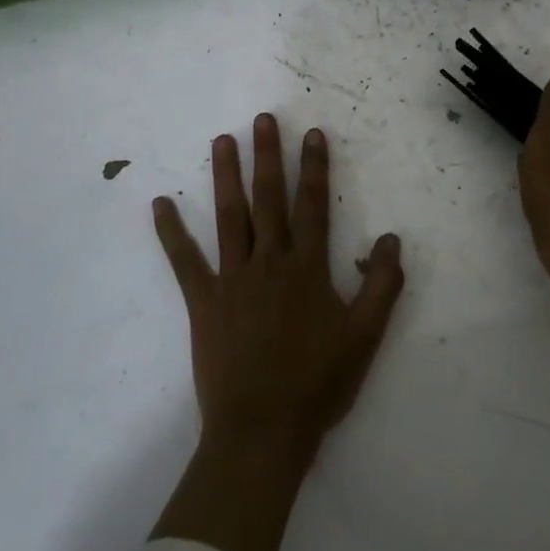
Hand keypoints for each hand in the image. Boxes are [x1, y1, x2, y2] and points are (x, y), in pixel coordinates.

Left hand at [153, 115, 405, 470]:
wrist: (262, 431)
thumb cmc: (317, 384)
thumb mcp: (365, 337)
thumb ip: (381, 285)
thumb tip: (390, 238)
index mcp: (307, 268)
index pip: (313, 205)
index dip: (314, 168)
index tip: (312, 134)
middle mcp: (269, 262)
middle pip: (269, 199)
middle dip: (268, 156)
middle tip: (263, 119)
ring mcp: (232, 279)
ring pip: (229, 217)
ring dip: (226, 176)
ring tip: (223, 140)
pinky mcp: (203, 302)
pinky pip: (184, 261)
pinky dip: (171, 233)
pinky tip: (159, 205)